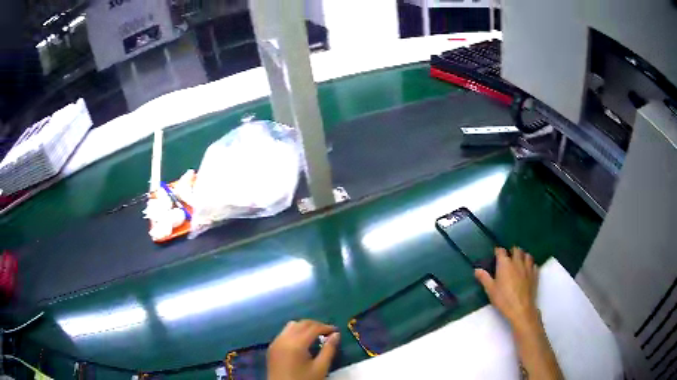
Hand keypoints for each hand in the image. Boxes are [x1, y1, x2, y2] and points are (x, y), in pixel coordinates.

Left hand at [267, 320, 340, 379]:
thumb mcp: (320, 367)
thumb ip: (329, 349)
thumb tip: (336, 335)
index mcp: (296, 343)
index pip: (313, 327)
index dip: (326, 327)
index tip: (336, 331)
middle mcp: (284, 339)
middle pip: (301, 324)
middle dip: (316, 325)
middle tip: (328, 332)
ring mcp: (275, 342)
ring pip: (291, 326)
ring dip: (304, 327)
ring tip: (315, 336)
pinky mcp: (272, 347)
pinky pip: (284, 333)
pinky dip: (294, 332)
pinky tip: (302, 342)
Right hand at [474, 247, 539, 329]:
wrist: (521, 309)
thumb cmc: (503, 299)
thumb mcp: (490, 290)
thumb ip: (484, 278)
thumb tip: (477, 270)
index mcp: (505, 264)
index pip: (501, 251)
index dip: (498, 251)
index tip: (496, 254)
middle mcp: (517, 262)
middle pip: (516, 250)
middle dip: (512, 251)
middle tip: (508, 257)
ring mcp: (528, 268)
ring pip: (527, 255)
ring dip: (523, 256)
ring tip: (519, 261)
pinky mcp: (535, 275)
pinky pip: (534, 265)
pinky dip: (530, 265)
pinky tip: (528, 270)